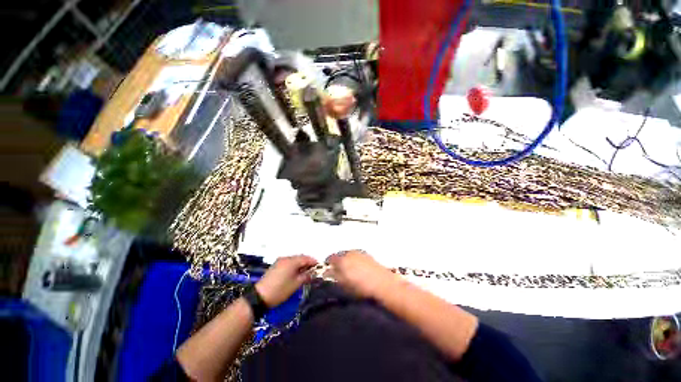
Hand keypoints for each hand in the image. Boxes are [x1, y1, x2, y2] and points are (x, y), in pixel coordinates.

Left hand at [255, 255, 317, 306]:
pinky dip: (295, 268)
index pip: (306, 258)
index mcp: (291, 261)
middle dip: (308, 264)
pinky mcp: (276, 267)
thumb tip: (313, 273)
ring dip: (301, 266)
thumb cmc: (280, 290)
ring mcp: (279, 262)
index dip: (315, 262)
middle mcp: (285, 259)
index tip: (322, 269)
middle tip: (316, 273)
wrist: (261, 295)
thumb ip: (305, 277)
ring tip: (308, 276)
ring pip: (294, 261)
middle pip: (300, 258)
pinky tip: (298, 276)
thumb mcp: (295, 284)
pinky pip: (288, 264)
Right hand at [325, 250, 395, 297]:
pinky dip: (357, 264)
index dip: (327, 266)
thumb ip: (333, 276)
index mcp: (342, 259)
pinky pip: (359, 259)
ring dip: (348, 262)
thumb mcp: (343, 284)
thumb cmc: (361, 287)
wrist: (385, 285)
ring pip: (350, 256)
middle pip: (341, 256)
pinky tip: (360, 273)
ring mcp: (362, 254)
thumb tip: (326, 272)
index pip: (330, 258)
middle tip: (338, 274)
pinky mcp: (372, 258)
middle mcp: (351, 252)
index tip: (327, 273)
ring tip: (350, 274)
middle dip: (338, 263)